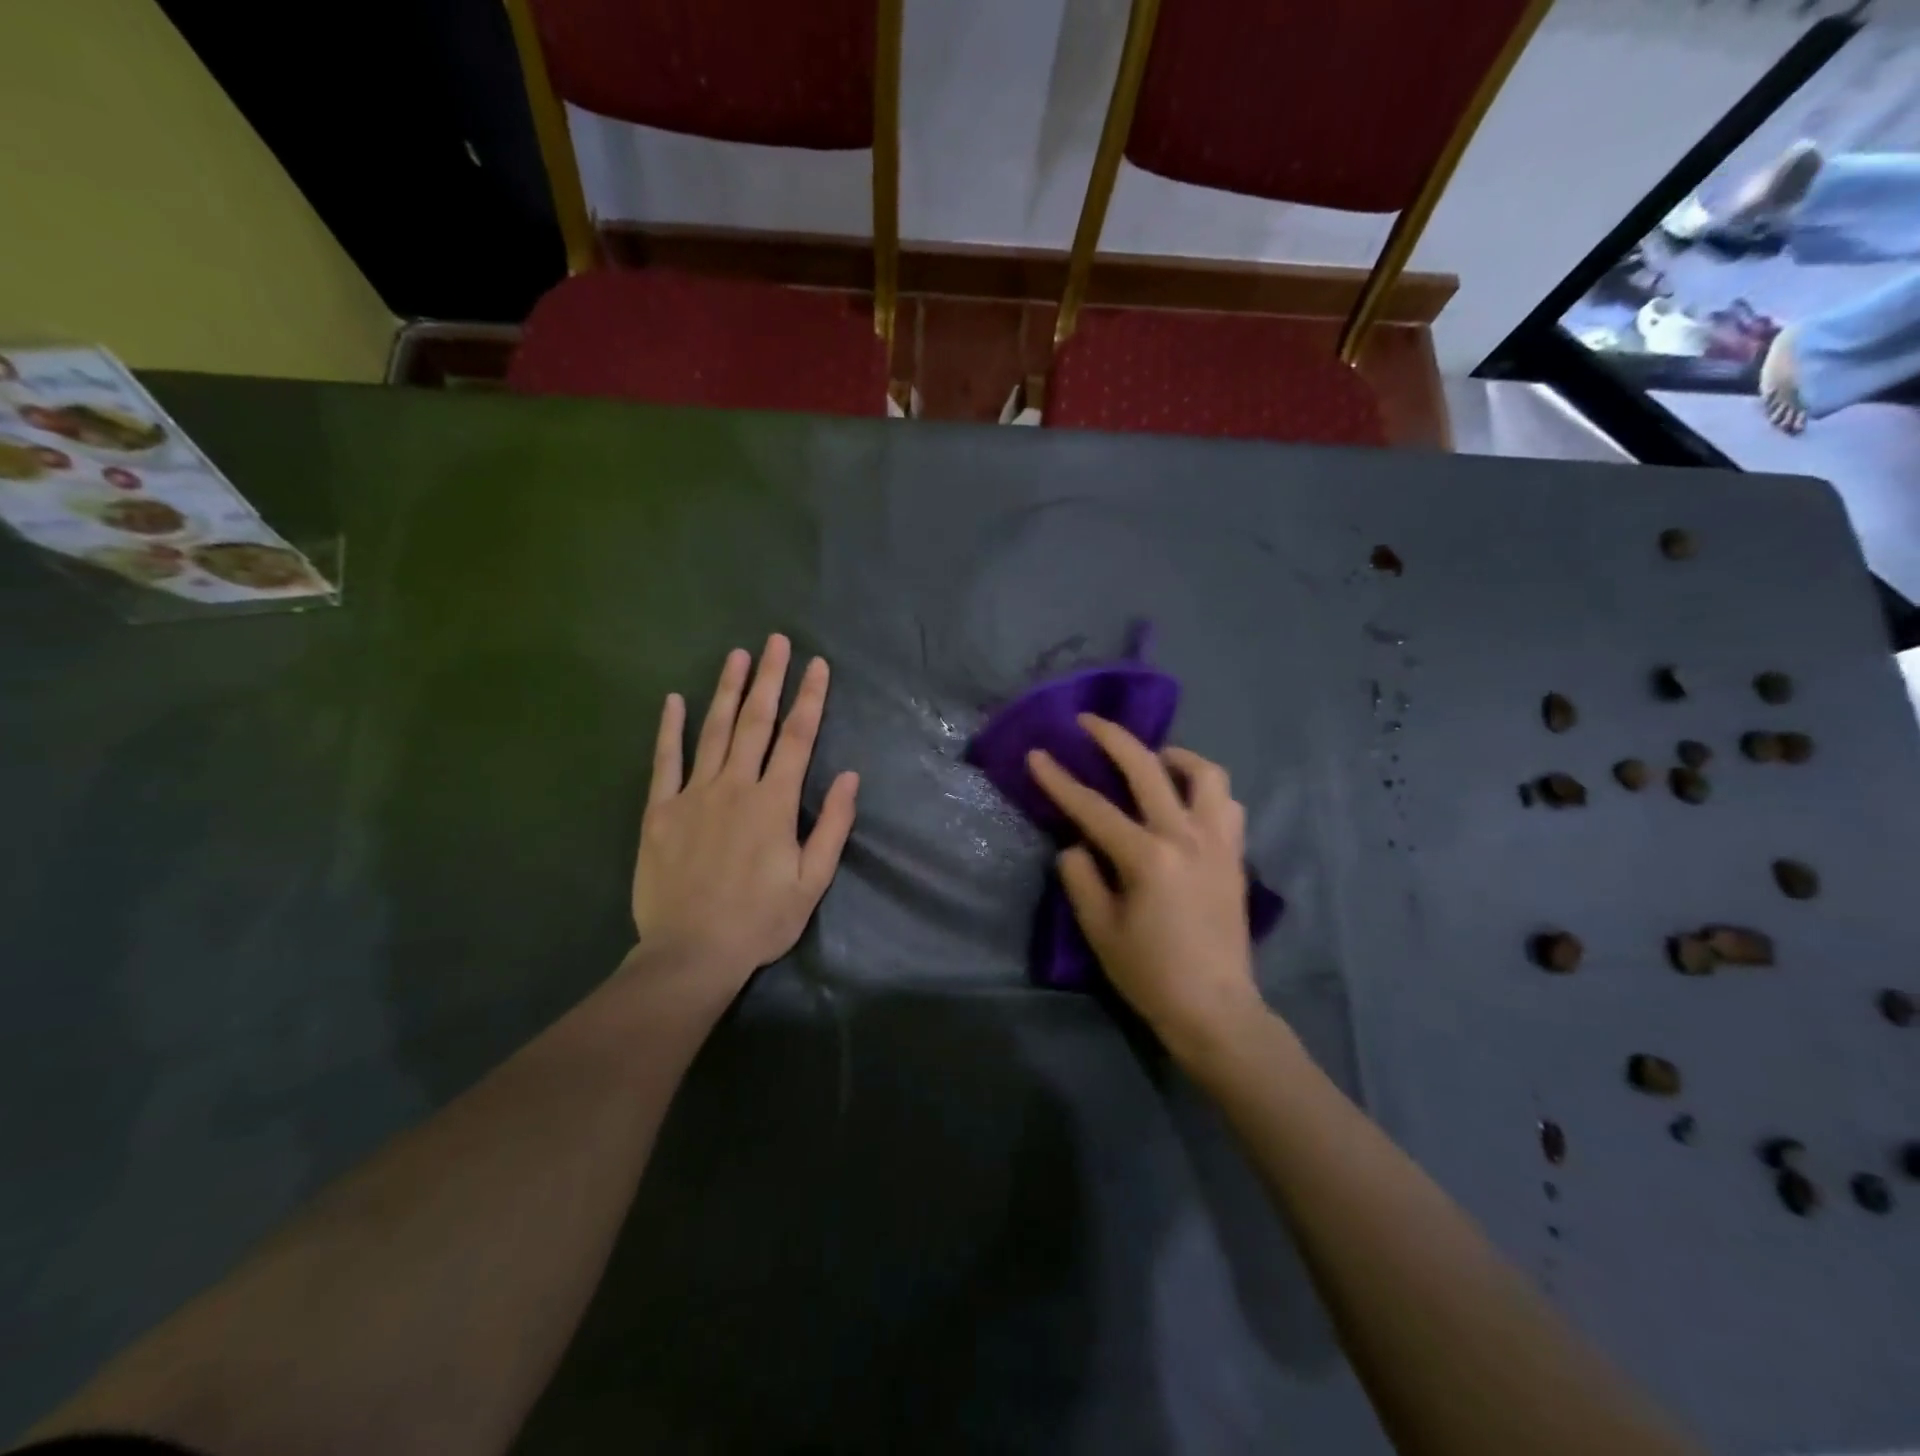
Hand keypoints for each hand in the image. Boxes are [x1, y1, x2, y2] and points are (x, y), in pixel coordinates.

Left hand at [632, 635, 858, 986]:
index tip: (818, 664)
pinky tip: (674, 700)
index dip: (810, 698)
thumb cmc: (760, 919)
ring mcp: (693, 795)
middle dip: (769, 678)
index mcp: (774, 802)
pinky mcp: (660, 811)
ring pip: (713, 731)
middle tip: (776, 641)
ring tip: (737, 656)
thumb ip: (832, 826)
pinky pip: (665, 761)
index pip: (798, 738)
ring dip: (726, 690)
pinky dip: (670, 729)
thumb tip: (851, 776)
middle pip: (756, 722)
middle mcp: (735, 786)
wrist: (691, 952)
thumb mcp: (812, 881)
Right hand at [1028, 716, 1262, 1056]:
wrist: (1215, 1009)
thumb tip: (1077, 846)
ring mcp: (1218, 843)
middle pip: (1149, 769)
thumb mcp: (1100, 930)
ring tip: (1154, 760)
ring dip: (1175, 757)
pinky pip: (1226, 804)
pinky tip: (1187, 801)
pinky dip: (1205, 789)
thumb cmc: (1151, 974)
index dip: (1059, 780)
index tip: (1038, 754)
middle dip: (1114, 738)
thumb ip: (1081, 878)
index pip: (1093, 807)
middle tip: (1090, 722)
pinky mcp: (1235, 856)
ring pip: (1206, 774)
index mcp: (1147, 857)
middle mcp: (1186, 837)